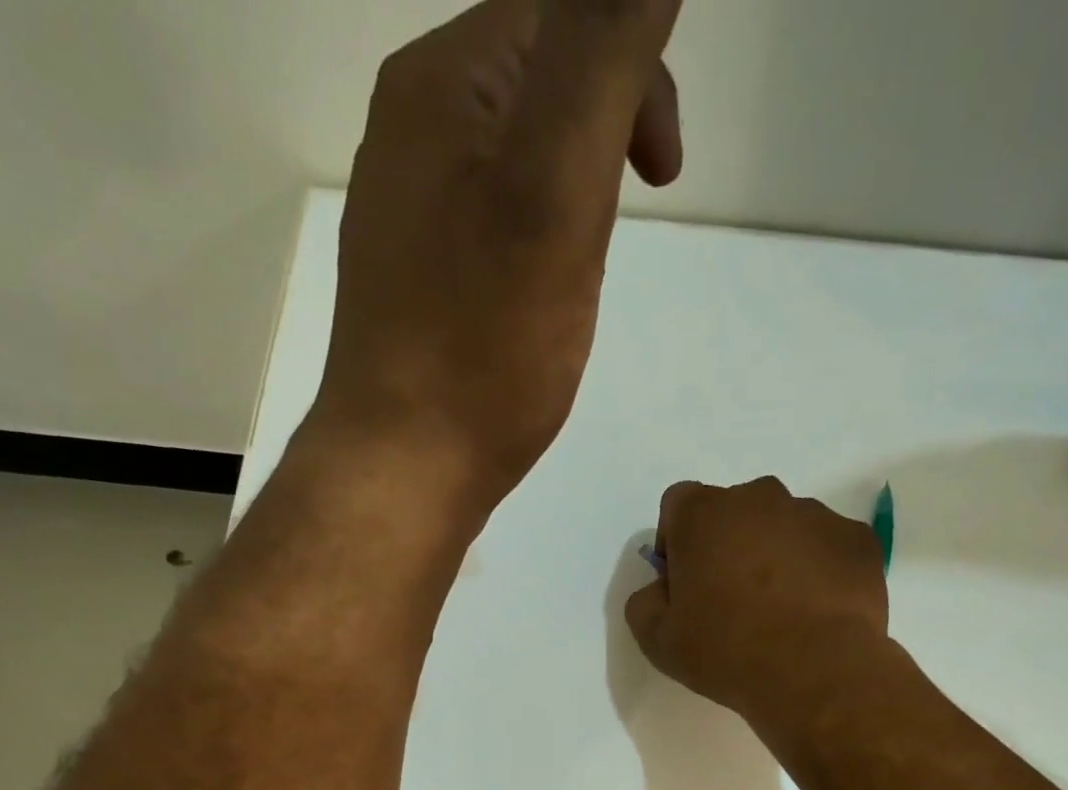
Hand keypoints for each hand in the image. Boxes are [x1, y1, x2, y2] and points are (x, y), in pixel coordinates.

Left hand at [308, 0, 683, 519]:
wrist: (405, 466)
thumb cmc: (483, 347)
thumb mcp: (556, 191)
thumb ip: (600, 57)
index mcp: (442, 85)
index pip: (557, 11)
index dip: (632, 72)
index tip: (662, 173)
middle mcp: (410, 129)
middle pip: (533, 79)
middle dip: (602, 134)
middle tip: (624, 225)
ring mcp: (405, 208)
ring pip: (513, 156)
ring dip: (570, 194)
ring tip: (581, 271)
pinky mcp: (413, 277)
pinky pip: (488, 220)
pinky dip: (531, 239)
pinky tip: (537, 299)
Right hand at [625, 477, 889, 727]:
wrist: (815, 670)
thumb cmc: (726, 650)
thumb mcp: (658, 639)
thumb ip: (645, 602)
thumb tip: (661, 589)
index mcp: (704, 513)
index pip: (679, 505)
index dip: (677, 543)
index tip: (685, 584)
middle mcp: (760, 497)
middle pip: (735, 512)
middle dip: (729, 545)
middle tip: (733, 601)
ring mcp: (816, 514)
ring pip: (784, 527)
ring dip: (776, 556)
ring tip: (782, 611)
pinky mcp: (858, 539)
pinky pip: (828, 548)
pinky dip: (819, 570)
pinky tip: (817, 612)